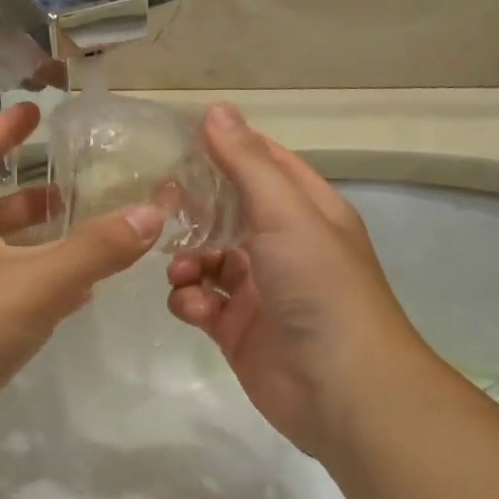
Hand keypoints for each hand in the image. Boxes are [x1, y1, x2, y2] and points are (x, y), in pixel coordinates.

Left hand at [0, 102, 162, 473]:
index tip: (33, 109)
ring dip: (41, 245)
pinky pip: (6, 298)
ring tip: (90, 239)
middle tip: (81, 188)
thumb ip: (94, 250)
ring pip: (3, 256)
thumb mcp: (33, 282)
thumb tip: (152, 213)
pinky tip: (73, 300)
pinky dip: (39, 290)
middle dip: (34, 195)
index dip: (3, 128)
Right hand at [166, 105, 431, 457]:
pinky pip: (201, 302)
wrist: (340, 388)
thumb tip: (215, 111)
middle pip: (228, 212)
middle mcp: (283, 246)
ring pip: (208, 259)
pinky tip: (194, 308)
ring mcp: (259, 290)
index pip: (263, 164)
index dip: (224, 150)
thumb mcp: (286, 214)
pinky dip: (190, 301)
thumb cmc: (319, 287)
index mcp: (306, 211)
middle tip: (158, 205)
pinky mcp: (237, 329)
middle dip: (194, 209)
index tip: (177, 142)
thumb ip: (247, 164)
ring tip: (182, 272)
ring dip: (187, 261)